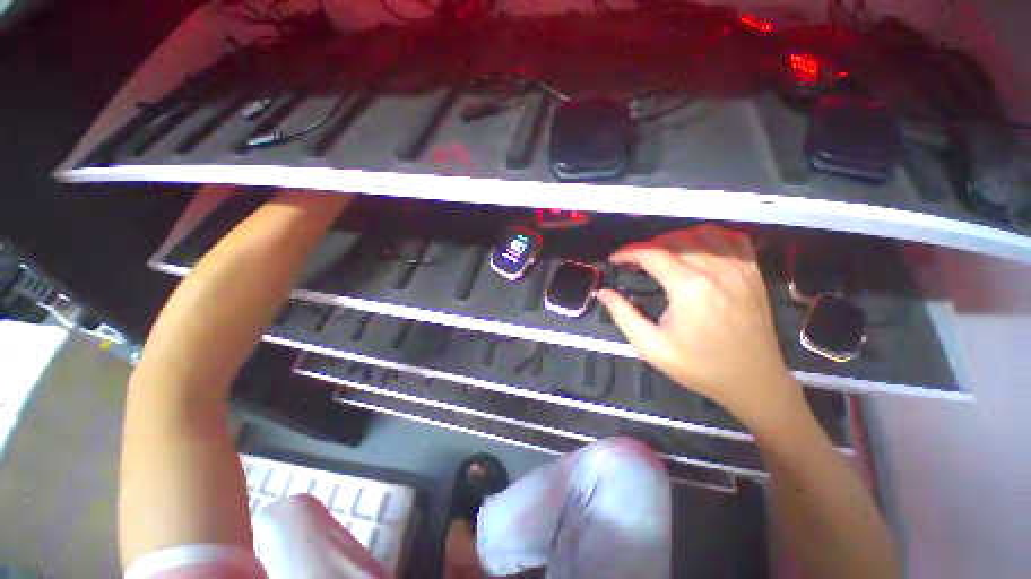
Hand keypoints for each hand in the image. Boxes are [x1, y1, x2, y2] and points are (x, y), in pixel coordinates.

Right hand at [597, 225, 803, 426]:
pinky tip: (698, 250)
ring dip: (676, 239)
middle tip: (634, 261)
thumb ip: (623, 315)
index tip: (614, 259)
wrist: (753, 381)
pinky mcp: (753, 272)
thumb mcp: (651, 346)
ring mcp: (739, 268)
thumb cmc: (698, 366)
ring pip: (702, 233)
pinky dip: (710, 237)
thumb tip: (603, 292)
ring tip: (662, 255)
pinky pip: (732, 239)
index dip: (628, 252)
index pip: (652, 254)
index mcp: (689, 288)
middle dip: (647, 246)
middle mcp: (715, 270)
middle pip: (675, 240)